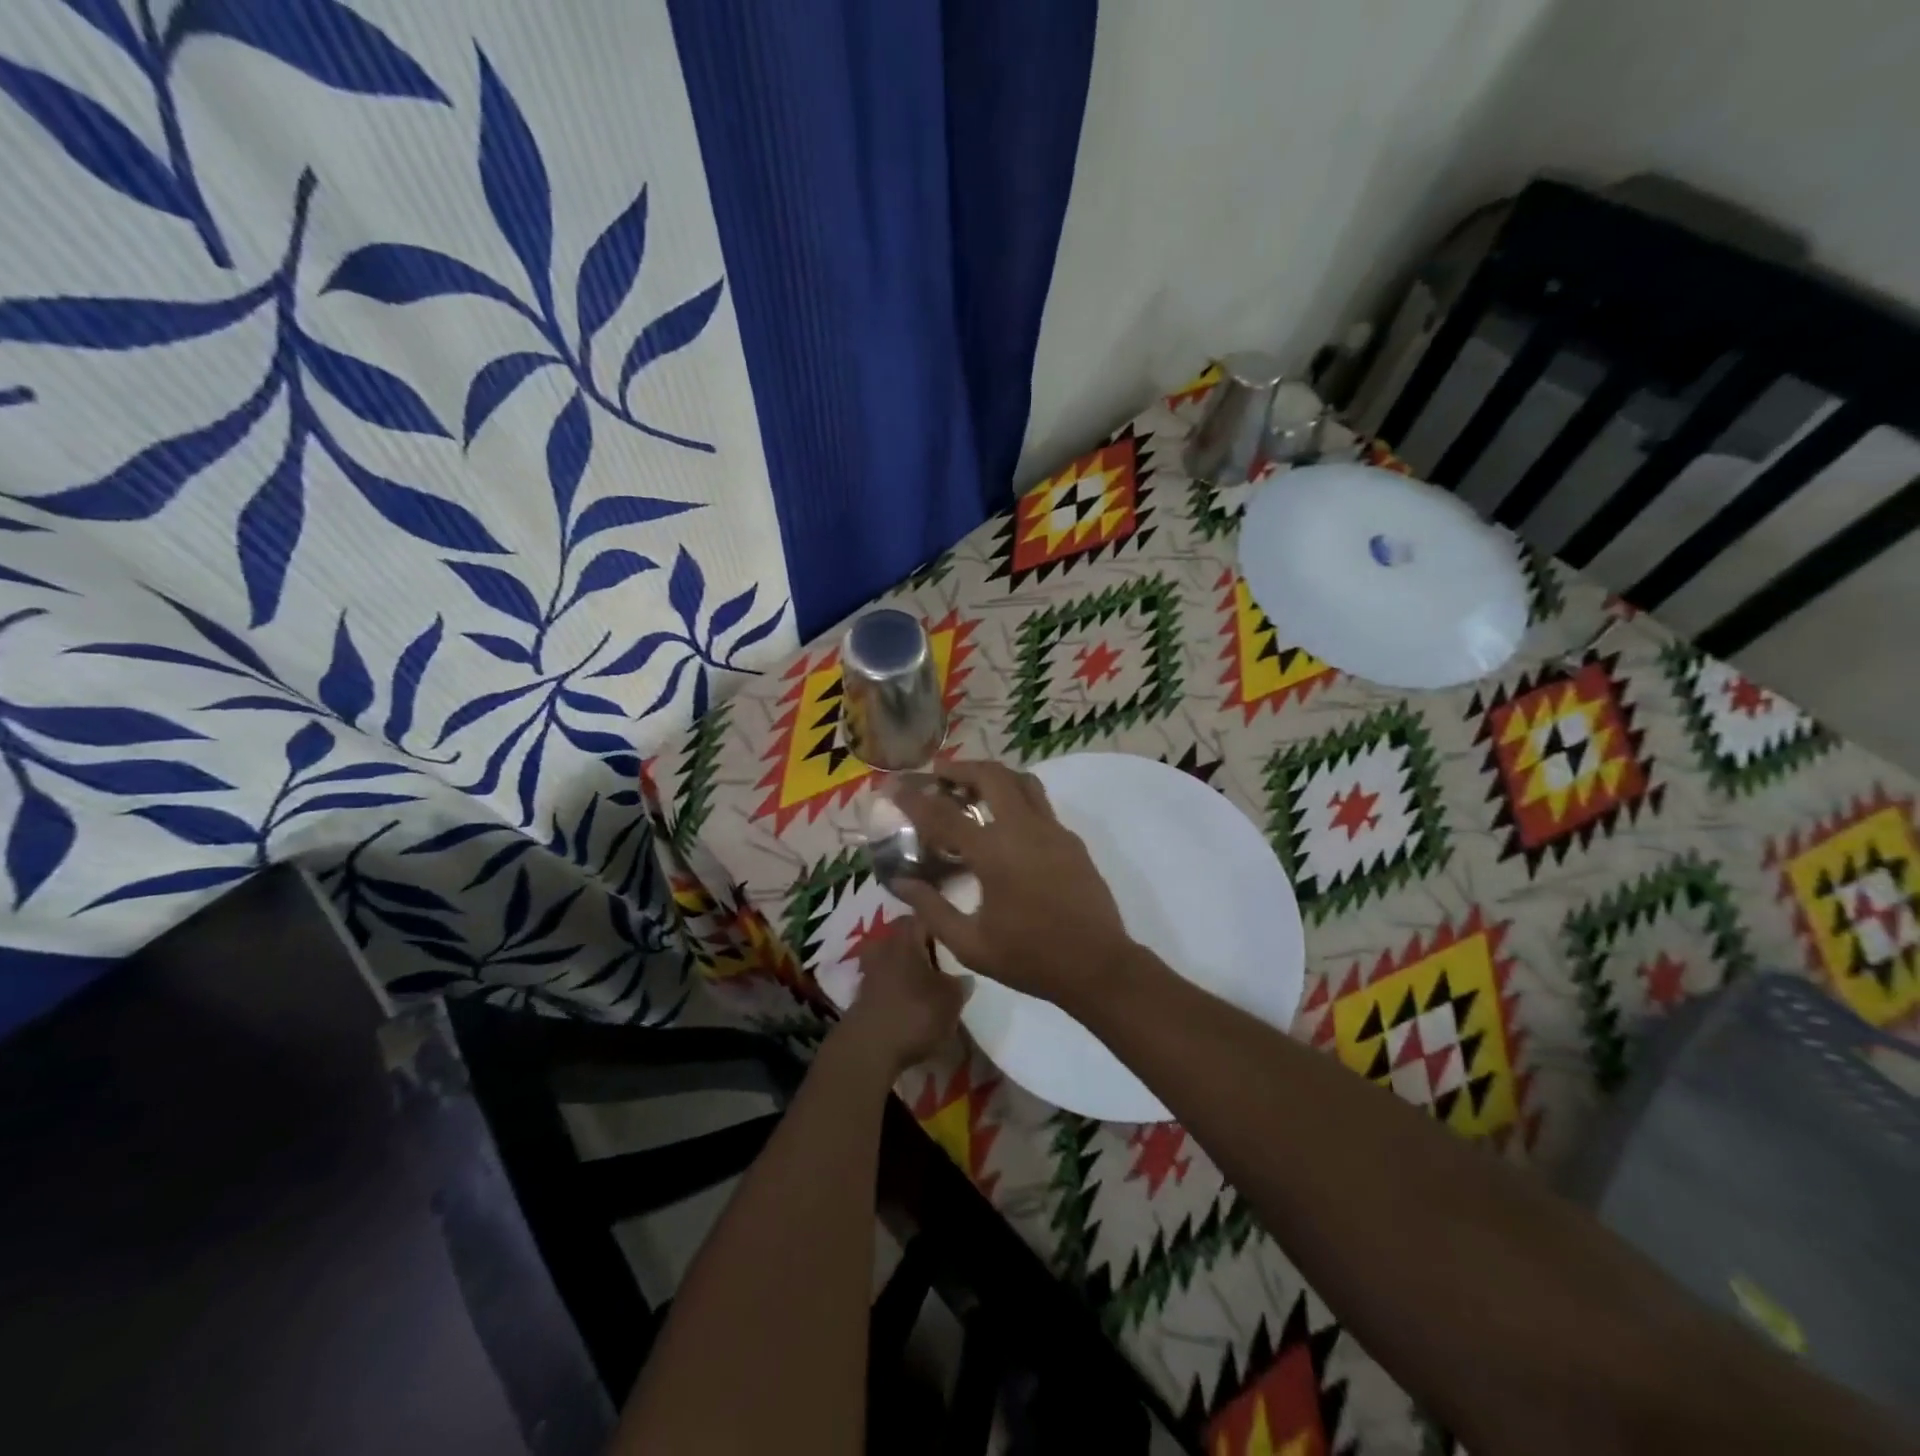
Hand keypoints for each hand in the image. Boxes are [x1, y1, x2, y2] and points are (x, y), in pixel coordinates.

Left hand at [835, 916, 968, 1076]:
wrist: (868, 1050)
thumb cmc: (915, 1013)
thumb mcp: (951, 999)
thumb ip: (960, 984)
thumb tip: (963, 978)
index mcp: (906, 937)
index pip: (924, 915)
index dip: (941, 921)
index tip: (956, 933)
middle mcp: (884, 946)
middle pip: (905, 935)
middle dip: (923, 944)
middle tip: (945, 959)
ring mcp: (869, 970)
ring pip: (894, 957)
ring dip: (909, 967)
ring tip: (930, 982)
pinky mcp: (861, 994)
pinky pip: (885, 980)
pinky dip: (898, 986)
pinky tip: (912, 1002)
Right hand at [890, 761, 1138, 1007]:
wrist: (1098, 966)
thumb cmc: (1030, 958)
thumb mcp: (971, 944)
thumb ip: (932, 909)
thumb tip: (901, 883)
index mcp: (994, 853)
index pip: (944, 814)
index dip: (915, 798)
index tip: (895, 787)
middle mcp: (1023, 829)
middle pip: (991, 775)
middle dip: (961, 768)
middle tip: (939, 774)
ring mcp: (1052, 830)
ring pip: (1022, 781)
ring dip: (993, 776)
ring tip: (972, 789)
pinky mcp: (1071, 840)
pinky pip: (1039, 804)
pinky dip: (1015, 798)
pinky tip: (1004, 824)